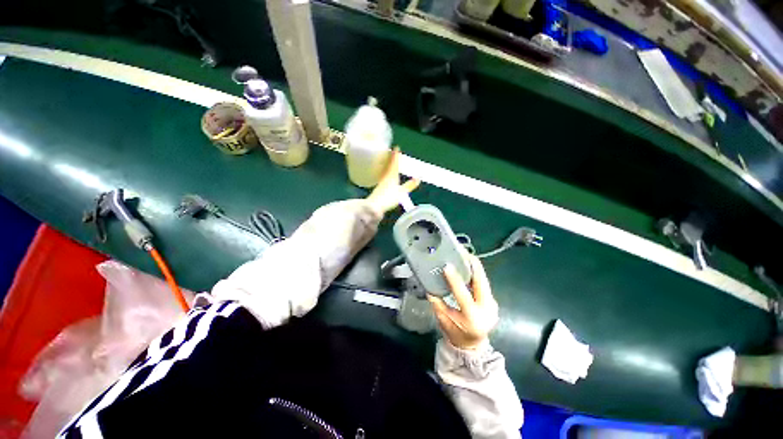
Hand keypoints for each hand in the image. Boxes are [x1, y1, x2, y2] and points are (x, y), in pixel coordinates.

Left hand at [366, 148, 419, 215]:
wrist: (374, 206)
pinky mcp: (379, 188)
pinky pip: (383, 176)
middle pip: (388, 164)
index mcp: (391, 175)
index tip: (396, 147)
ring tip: (389, 161)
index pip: (394, 162)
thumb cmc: (389, 198)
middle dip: (390, 158)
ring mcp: (381, 182)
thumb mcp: (402, 192)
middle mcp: (385, 176)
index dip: (395, 155)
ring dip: (387, 165)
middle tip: (392, 151)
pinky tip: (385, 175)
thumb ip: (409, 185)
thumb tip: (418, 178)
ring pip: (385, 170)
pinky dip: (385, 172)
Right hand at [428, 255, 498, 349]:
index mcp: (472, 317)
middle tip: (463, 252)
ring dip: (474, 268)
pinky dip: (475, 275)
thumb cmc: (456, 334)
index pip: (462, 294)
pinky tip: (468, 268)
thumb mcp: (443, 320)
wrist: (473, 347)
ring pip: (484, 281)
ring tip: (464, 256)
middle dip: (473, 265)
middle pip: (481, 282)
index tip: (447, 265)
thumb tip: (429, 284)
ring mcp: (492, 305)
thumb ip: (437, 302)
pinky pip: (483, 284)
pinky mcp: (493, 302)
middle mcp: (486, 309)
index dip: (454, 279)